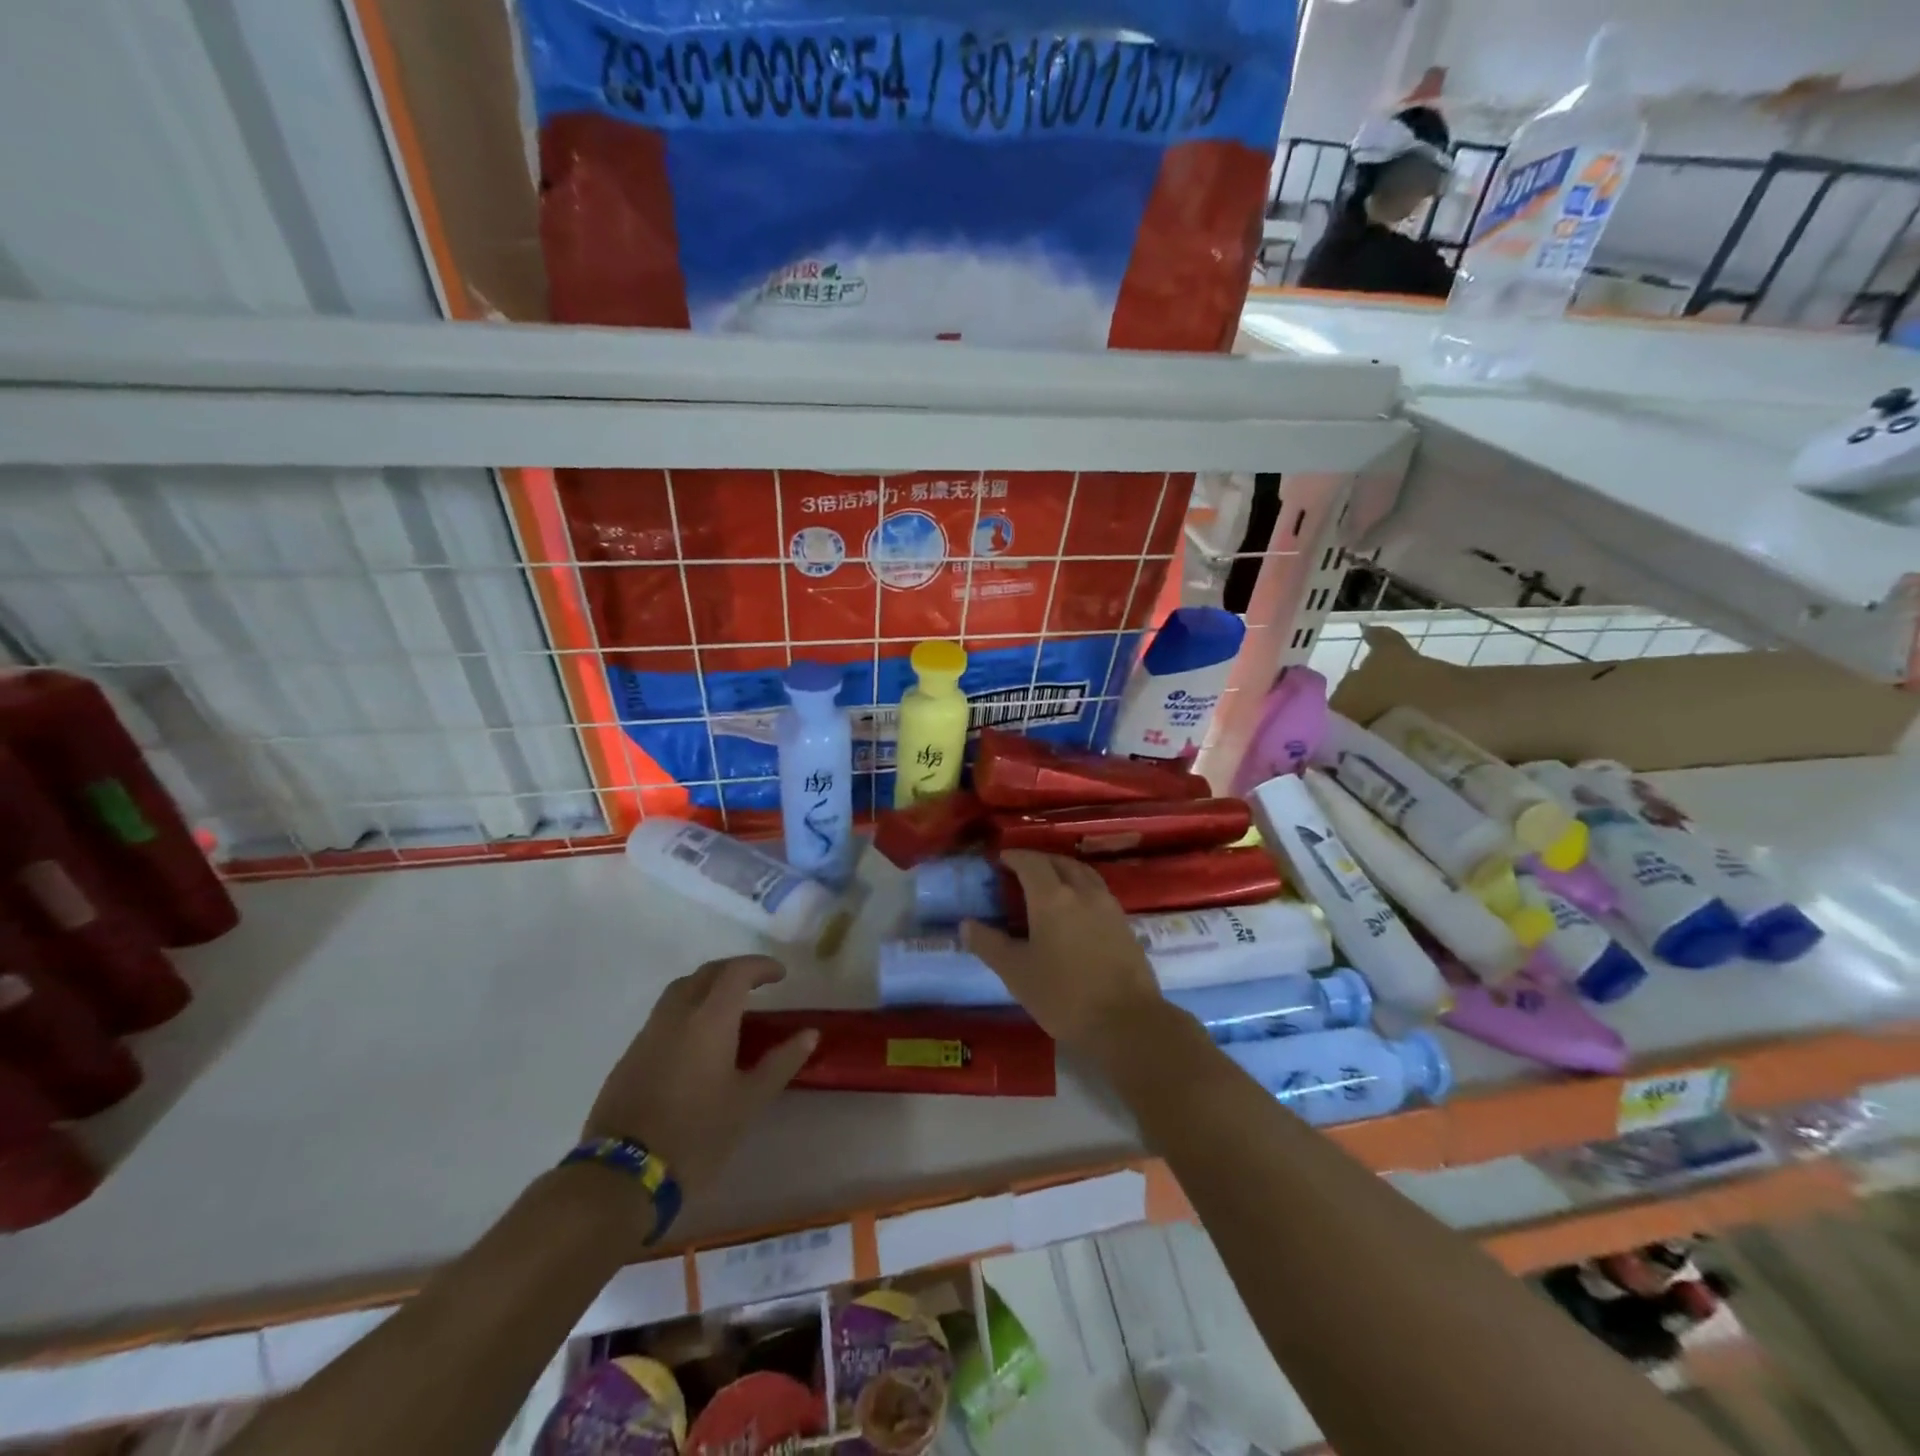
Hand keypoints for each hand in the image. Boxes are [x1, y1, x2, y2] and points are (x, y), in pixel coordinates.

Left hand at [583, 956, 817, 1200]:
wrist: (622, 1176)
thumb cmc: (697, 1134)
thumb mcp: (749, 1101)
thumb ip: (781, 1062)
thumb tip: (810, 1034)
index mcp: (710, 1019)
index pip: (736, 972)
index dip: (760, 966)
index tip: (780, 975)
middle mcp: (676, 1015)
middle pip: (705, 973)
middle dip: (733, 970)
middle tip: (757, 983)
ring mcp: (648, 1034)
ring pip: (679, 991)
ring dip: (706, 987)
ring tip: (727, 1008)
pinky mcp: (629, 1057)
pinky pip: (663, 1016)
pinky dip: (686, 1012)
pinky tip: (696, 1041)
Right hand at [960, 850, 1166, 1062]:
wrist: (1127, 1022)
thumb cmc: (1063, 996)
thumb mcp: (1016, 973)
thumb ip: (989, 944)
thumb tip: (966, 924)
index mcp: (1052, 897)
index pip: (1031, 862)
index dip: (1014, 857)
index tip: (1000, 859)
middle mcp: (1082, 892)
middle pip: (1059, 862)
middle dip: (1039, 860)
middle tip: (1021, 870)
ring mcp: (1108, 906)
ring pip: (1083, 873)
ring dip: (1063, 870)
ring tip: (1050, 883)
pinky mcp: (1125, 924)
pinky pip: (1098, 892)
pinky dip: (1082, 888)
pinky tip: (1076, 910)